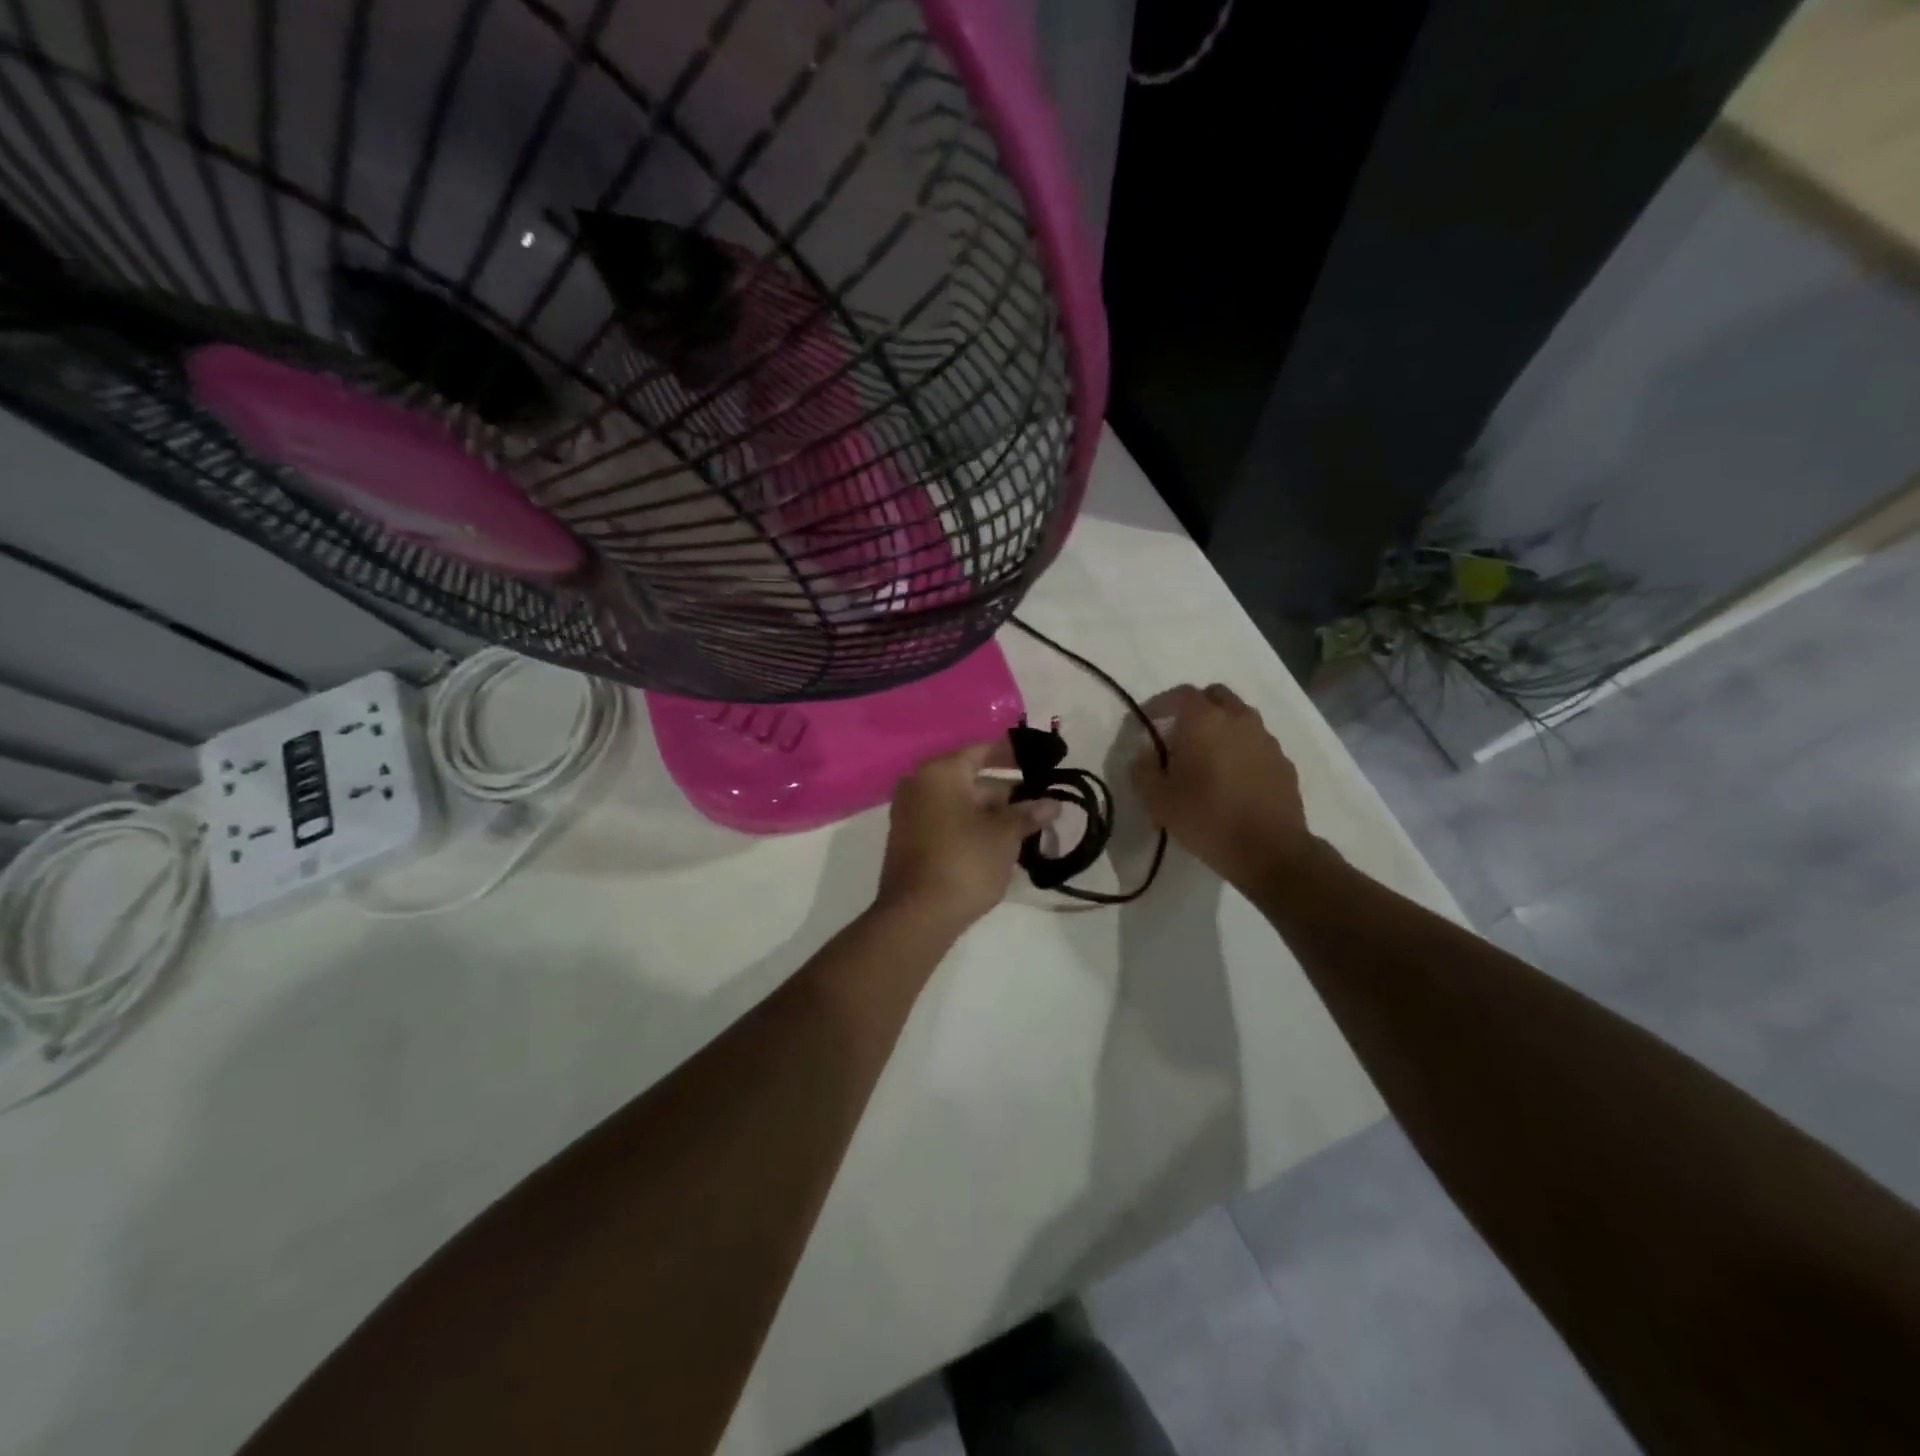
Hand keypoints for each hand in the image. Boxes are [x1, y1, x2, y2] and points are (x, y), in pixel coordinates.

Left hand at [876, 742, 1058, 932]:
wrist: (918, 915)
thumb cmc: (965, 862)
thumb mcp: (1004, 835)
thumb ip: (1028, 813)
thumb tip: (1052, 803)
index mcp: (940, 773)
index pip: (981, 751)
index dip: (1012, 755)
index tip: (1038, 761)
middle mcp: (920, 786)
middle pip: (971, 780)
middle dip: (1007, 793)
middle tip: (1041, 803)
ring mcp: (911, 815)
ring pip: (961, 805)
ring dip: (992, 814)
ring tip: (1028, 828)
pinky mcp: (911, 842)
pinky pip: (948, 823)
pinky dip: (973, 828)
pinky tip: (1001, 845)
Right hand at [1132, 683, 1315, 889]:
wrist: (1270, 851)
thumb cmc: (1207, 819)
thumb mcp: (1158, 799)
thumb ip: (1143, 768)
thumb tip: (1145, 751)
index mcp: (1204, 721)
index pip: (1180, 693)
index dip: (1161, 703)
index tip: (1148, 721)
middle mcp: (1238, 719)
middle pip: (1215, 696)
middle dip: (1194, 708)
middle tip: (1179, 734)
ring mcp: (1266, 739)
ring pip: (1240, 717)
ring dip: (1221, 727)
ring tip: (1206, 757)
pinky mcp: (1284, 762)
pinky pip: (1257, 743)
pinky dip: (1241, 749)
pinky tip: (1232, 777)